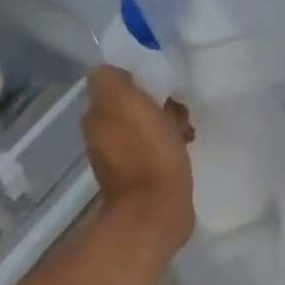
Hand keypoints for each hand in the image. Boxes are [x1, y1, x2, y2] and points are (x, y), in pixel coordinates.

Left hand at [82, 66, 194, 257]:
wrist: (156, 210)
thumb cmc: (146, 151)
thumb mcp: (124, 100)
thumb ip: (111, 78)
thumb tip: (115, 74)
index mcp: (97, 114)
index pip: (115, 82)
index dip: (140, 78)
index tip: (162, 83)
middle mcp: (102, 134)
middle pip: (131, 104)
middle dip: (157, 102)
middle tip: (179, 109)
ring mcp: (120, 158)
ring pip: (145, 126)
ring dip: (166, 124)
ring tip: (187, 130)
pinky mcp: (141, 178)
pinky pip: (155, 149)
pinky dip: (169, 145)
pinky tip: (185, 149)